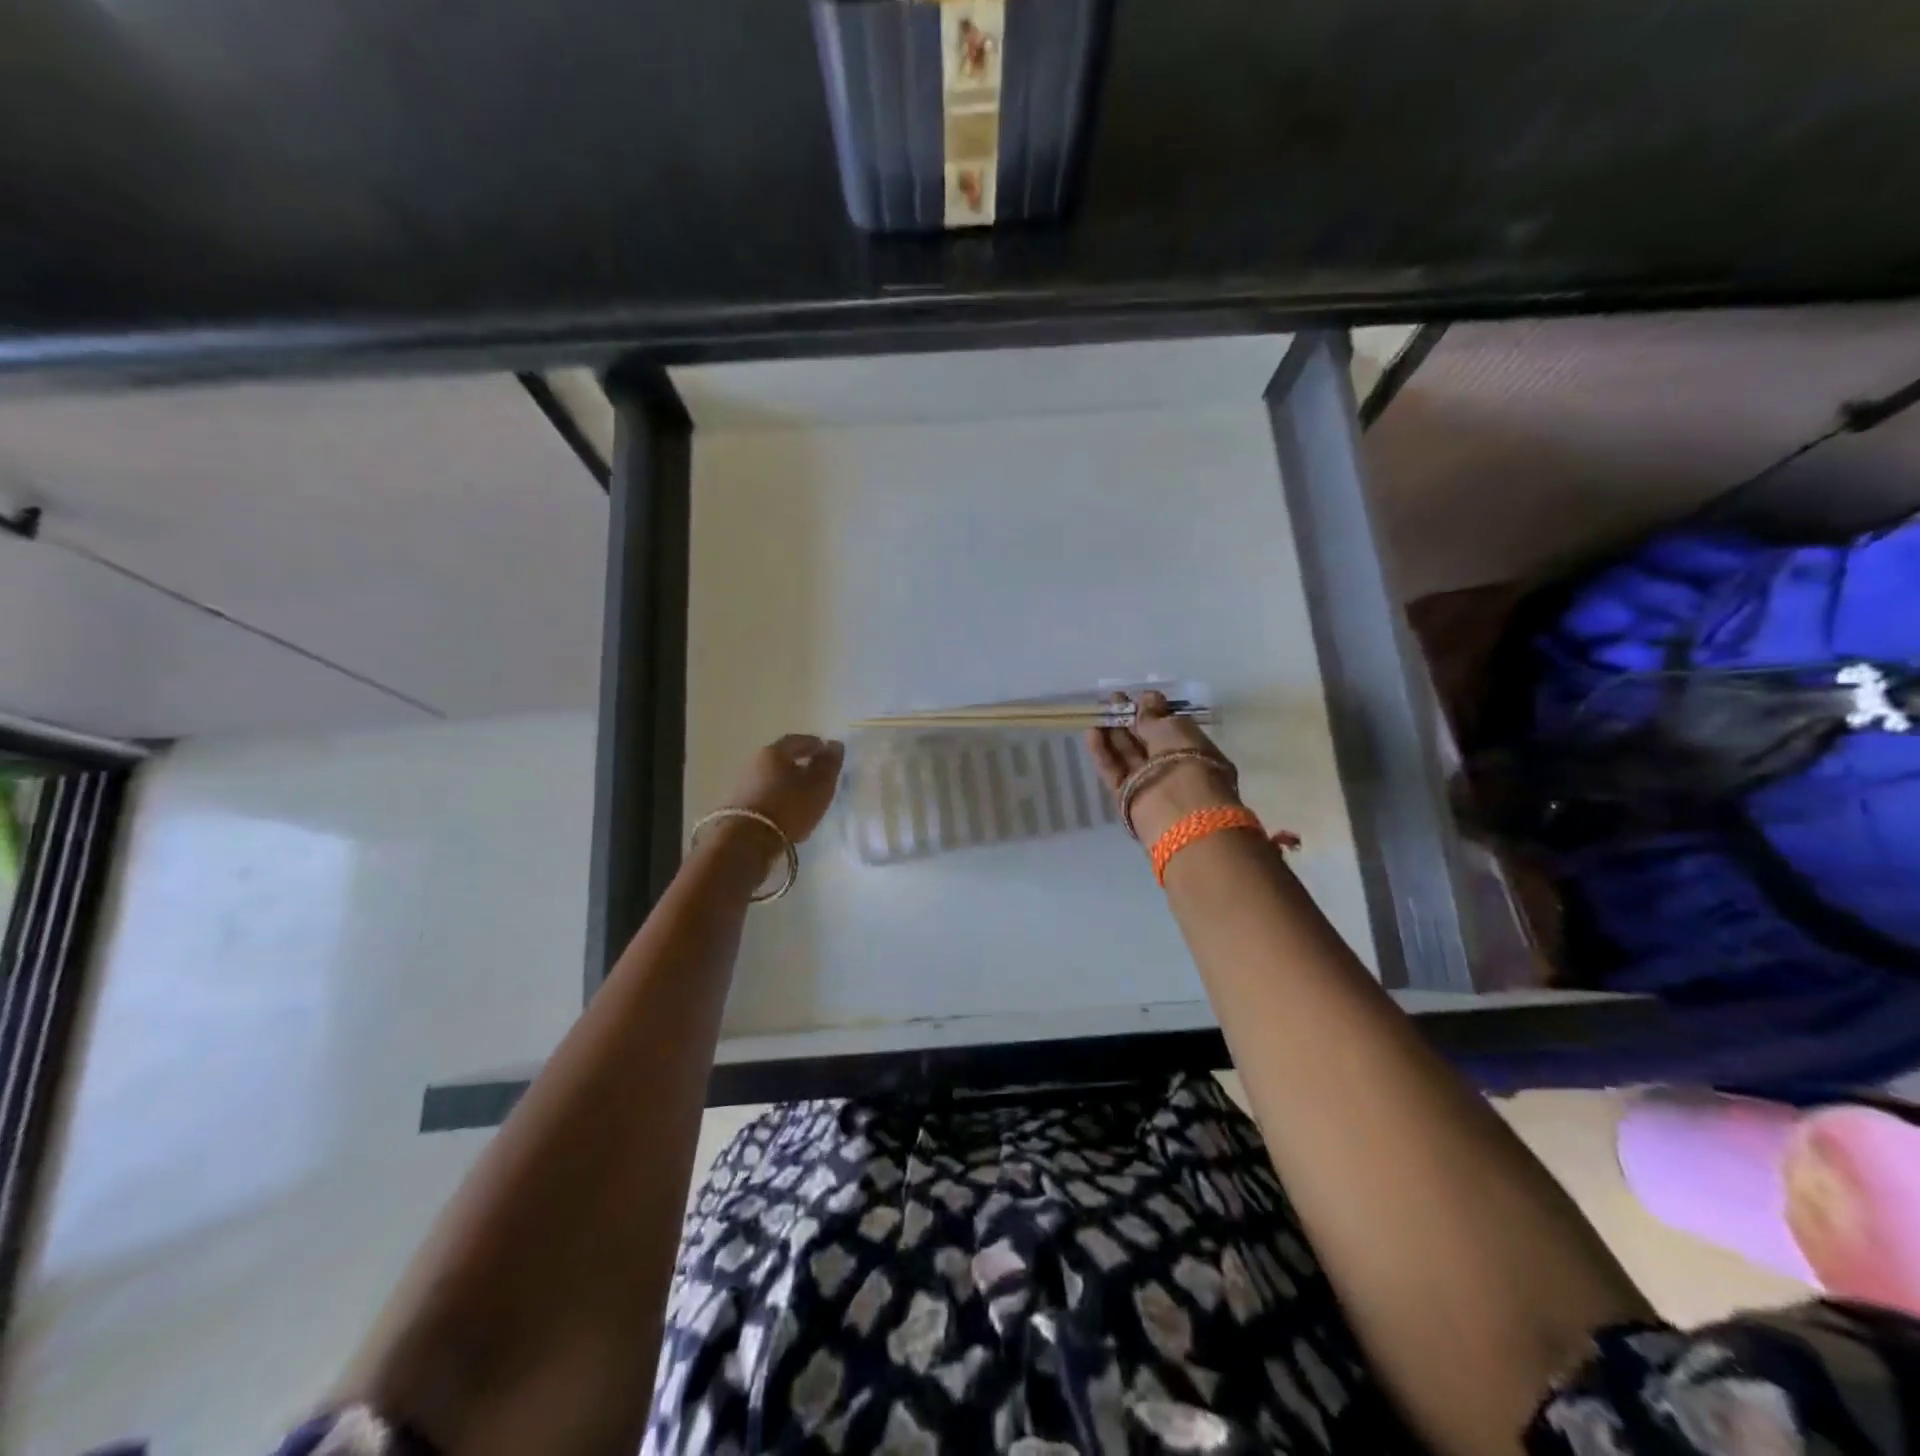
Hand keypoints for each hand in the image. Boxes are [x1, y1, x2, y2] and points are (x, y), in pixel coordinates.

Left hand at [726, 734, 845, 845]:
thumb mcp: (819, 785)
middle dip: (801, 763)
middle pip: (782, 757)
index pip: (799, 740)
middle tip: (818, 775)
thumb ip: (829, 764)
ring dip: (788, 781)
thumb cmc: (789, 807)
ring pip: (772, 776)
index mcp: (775, 751)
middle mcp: (755, 762)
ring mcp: (743, 784)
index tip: (829, 754)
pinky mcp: (739, 805)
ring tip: (804, 796)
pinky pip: (765, 793)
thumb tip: (834, 744)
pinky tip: (787, 809)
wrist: (747, 841)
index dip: (816, 745)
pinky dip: (778, 796)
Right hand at [1086, 692, 1240, 844]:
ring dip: (1113, 733)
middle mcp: (1172, 768)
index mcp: (1194, 750)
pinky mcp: (1127, 797)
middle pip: (1146, 742)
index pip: (1170, 729)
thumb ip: (1154, 716)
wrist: (1178, 811)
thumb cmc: (1186, 761)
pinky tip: (1091, 732)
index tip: (1137, 697)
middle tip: (1113, 699)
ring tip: (1099, 711)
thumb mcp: (1173, 729)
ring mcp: (1149, 783)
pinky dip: (1103, 753)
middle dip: (1129, 720)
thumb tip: (1148, 698)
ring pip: (1127, 755)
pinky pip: (1114, 770)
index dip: (1153, 713)